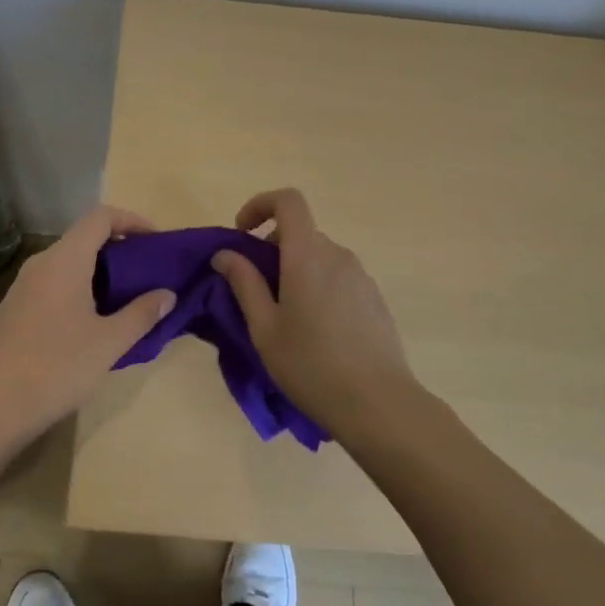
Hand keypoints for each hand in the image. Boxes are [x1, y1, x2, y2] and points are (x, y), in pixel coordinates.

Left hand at [0, 204, 174, 447]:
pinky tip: (94, 323)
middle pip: (85, 238)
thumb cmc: (55, 368)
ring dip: (101, 273)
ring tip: (128, 300)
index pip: (100, 217)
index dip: (132, 221)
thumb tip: (167, 295)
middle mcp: (41, 264)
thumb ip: (141, 314)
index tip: (157, 241)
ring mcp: (23, 288)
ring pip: (69, 264)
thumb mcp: (108, 343)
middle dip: (120, 250)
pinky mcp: (15, 311)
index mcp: (64, 260)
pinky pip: (55, 285)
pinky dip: (81, 290)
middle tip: (149, 274)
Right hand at [212, 188, 420, 440]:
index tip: (242, 234)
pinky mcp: (374, 298)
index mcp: (307, 255)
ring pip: (319, 257)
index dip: (260, 205)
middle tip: (256, 291)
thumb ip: (243, 283)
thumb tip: (225, 254)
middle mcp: (337, 255)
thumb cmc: (311, 365)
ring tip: (285, 319)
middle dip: (272, 249)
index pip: (288, 201)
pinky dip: (318, 286)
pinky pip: (338, 277)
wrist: (379, 404)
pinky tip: (316, 333)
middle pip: (301, 232)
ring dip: (295, 271)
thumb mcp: (264, 328)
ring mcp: (361, 276)